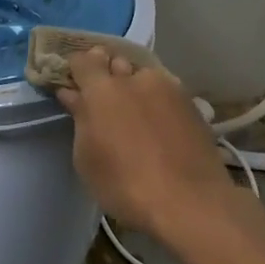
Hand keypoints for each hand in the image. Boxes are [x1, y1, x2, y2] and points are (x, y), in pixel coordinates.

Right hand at [54, 48, 231, 234]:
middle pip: (115, 62)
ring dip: (135, 86)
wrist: (190, 203)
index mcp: (103, 89)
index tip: (73, 85)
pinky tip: (159, 124)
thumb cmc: (125, 185)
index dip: (76, 69)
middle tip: (104, 101)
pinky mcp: (192, 103)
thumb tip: (72, 94)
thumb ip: (80, 119)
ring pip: (144, 76)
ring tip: (135, 113)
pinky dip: (157, 100)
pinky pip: (166, 91)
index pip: (83, 61)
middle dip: (107, 74)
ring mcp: (168, 88)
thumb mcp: (88, 159)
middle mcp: (136, 78)